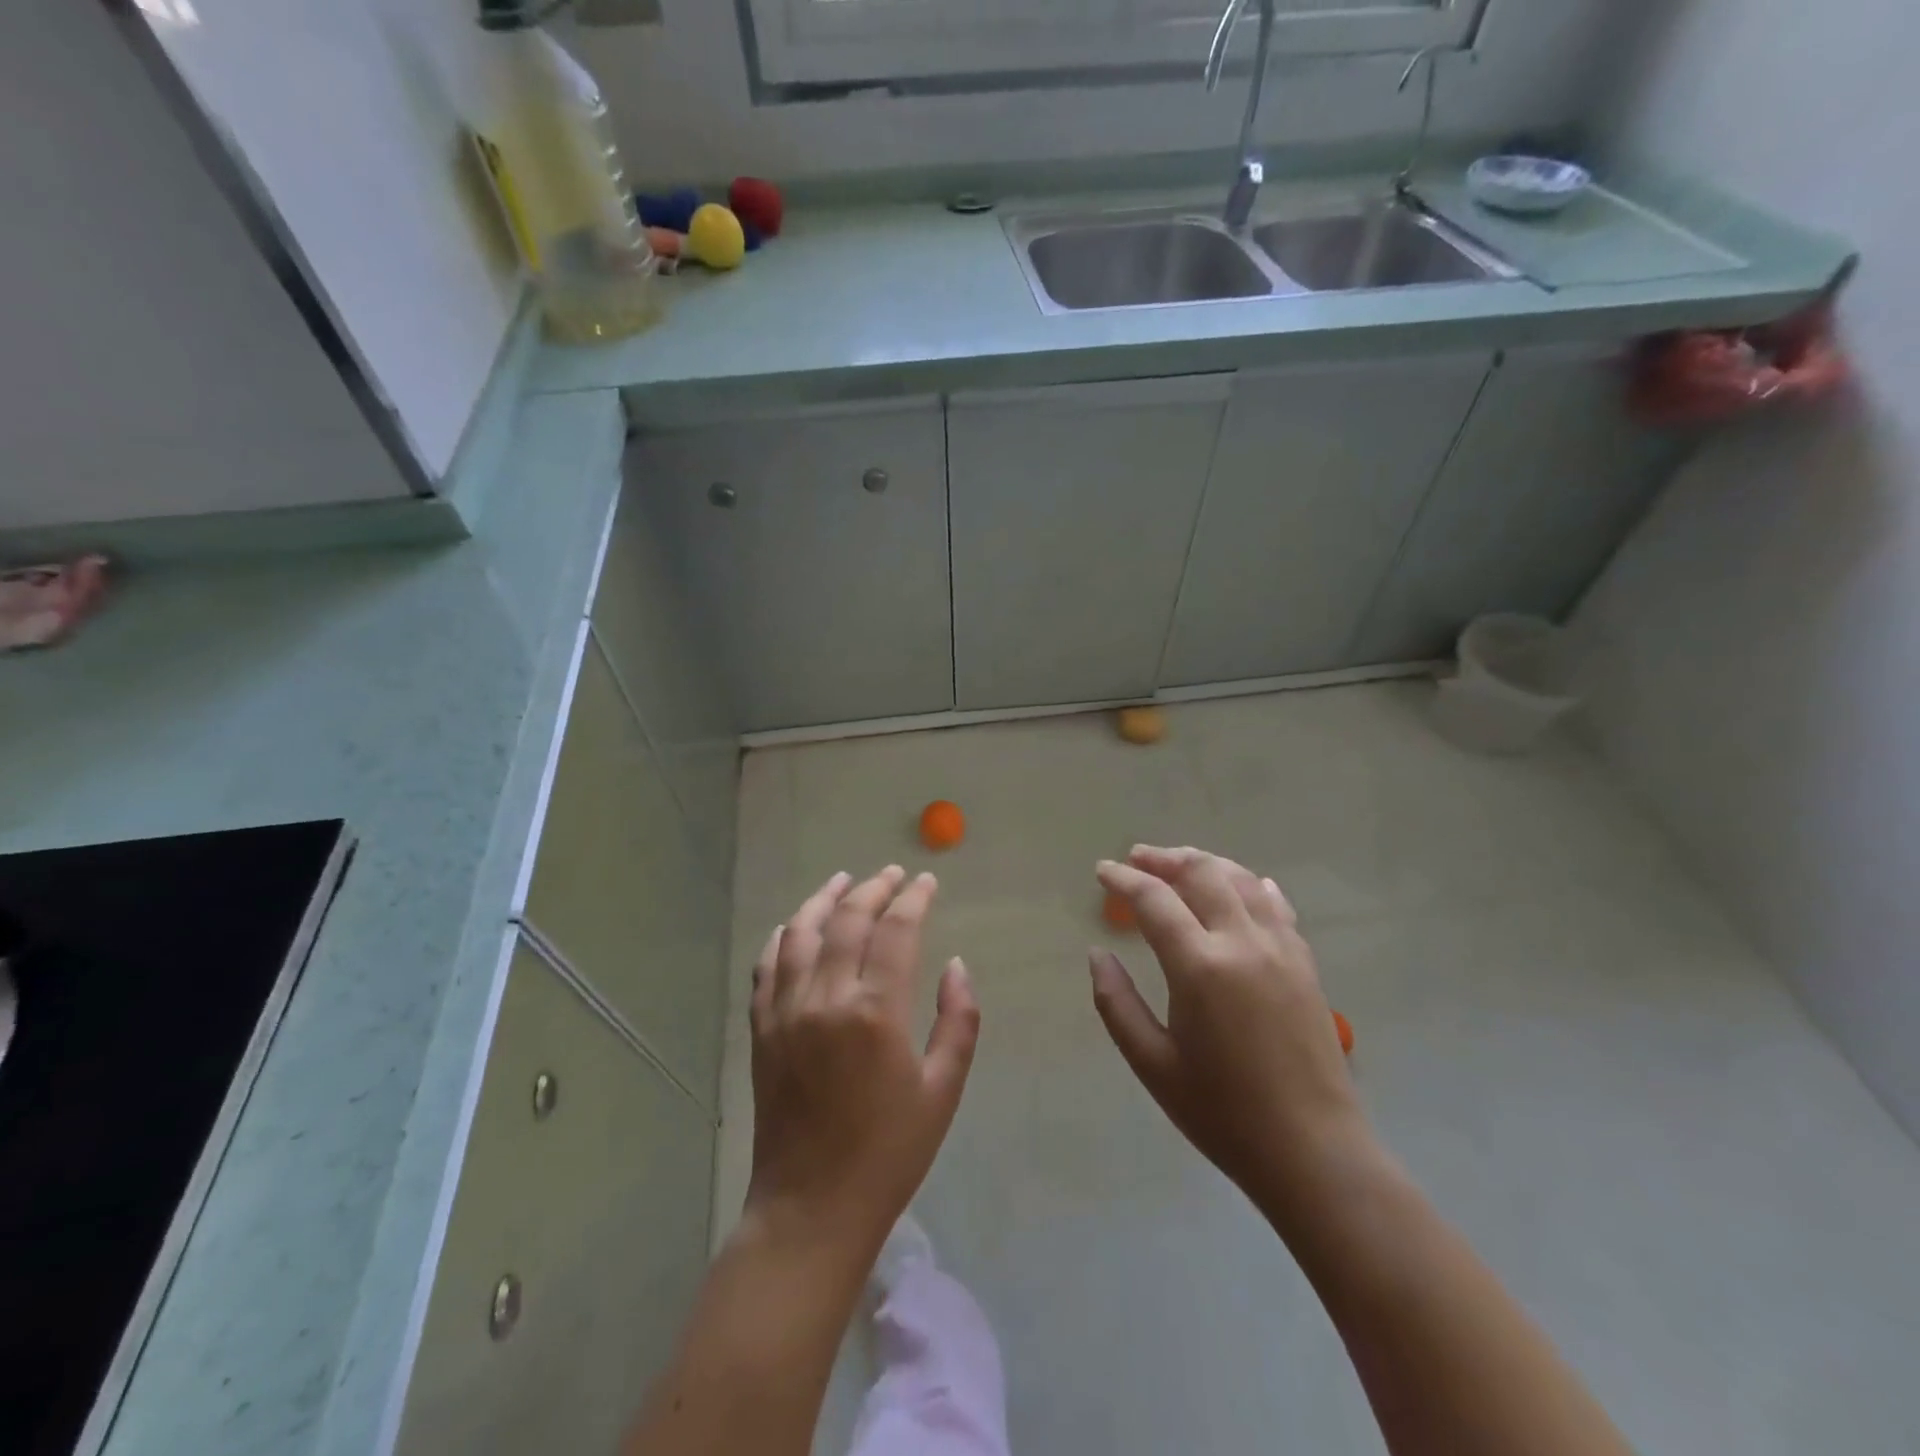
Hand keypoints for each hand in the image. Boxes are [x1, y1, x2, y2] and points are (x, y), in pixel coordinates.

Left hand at [746, 867, 979, 1256]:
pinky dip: (782, 937)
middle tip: (893, 874)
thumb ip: (958, 1020)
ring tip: (844, 881)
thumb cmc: (888, 1153)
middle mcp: (825, 998)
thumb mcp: (942, 1090)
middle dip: (874, 888)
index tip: (927, 881)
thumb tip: (955, 965)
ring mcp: (785, 1011)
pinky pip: (766, 966)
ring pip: (800, 932)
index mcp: (875, 1012)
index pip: (896, 930)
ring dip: (824, 899)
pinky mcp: (762, 1029)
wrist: (811, 1208)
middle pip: (848, 920)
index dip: (914, 898)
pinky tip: (795, 926)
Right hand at [1090, 846, 1371, 1223]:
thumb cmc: (1223, 1113)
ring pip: (1241, 879)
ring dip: (1205, 863)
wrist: (1313, 1152)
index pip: (1154, 899)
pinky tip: (1240, 886)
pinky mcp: (1304, 963)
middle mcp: (1242, 942)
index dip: (1123, 878)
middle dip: (1164, 858)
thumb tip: (1097, 954)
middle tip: (1137, 859)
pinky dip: (1249, 885)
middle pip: (1201, 873)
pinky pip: (1275, 904)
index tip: (1102, 870)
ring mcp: (1280, 948)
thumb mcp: (1153, 1064)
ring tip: (1179, 864)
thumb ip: (1116, 1003)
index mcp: (1200, 967)